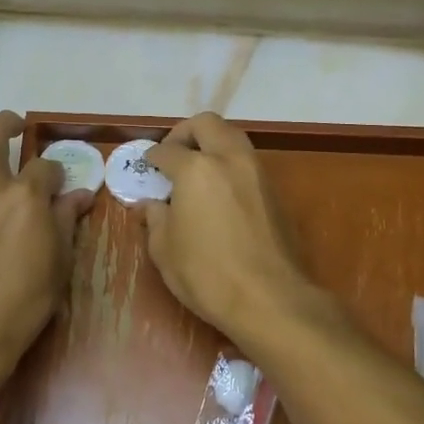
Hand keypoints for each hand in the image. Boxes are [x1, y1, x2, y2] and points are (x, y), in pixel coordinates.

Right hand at [142, 113, 316, 341]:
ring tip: (197, 171)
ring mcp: (258, 173)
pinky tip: (219, 192)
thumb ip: (155, 219)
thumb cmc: (207, 274)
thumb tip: (150, 205)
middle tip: (173, 154)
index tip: (147, 166)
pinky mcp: (276, 193)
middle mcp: (229, 159)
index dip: (152, 157)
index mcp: (196, 169)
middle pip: (207, 124)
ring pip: (234, 138)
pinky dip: (230, 165)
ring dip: (213, 144)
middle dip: (186, 132)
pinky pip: (248, 163)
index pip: (167, 150)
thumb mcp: (165, 250)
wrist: (270, 299)